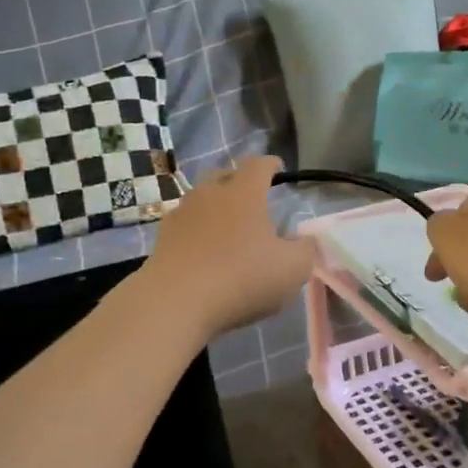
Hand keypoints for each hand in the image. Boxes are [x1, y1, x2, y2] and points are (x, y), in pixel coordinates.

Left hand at [143, 156, 315, 341]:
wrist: (175, 302)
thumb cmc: (241, 279)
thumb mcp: (292, 269)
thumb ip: (305, 250)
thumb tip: (304, 240)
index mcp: (244, 193)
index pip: (259, 165)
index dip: (271, 165)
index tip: (278, 168)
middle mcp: (209, 194)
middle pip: (224, 175)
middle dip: (239, 181)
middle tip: (252, 198)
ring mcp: (181, 214)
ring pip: (201, 200)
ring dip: (215, 208)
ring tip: (227, 227)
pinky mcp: (162, 239)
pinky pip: (185, 225)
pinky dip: (197, 231)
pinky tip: (203, 250)